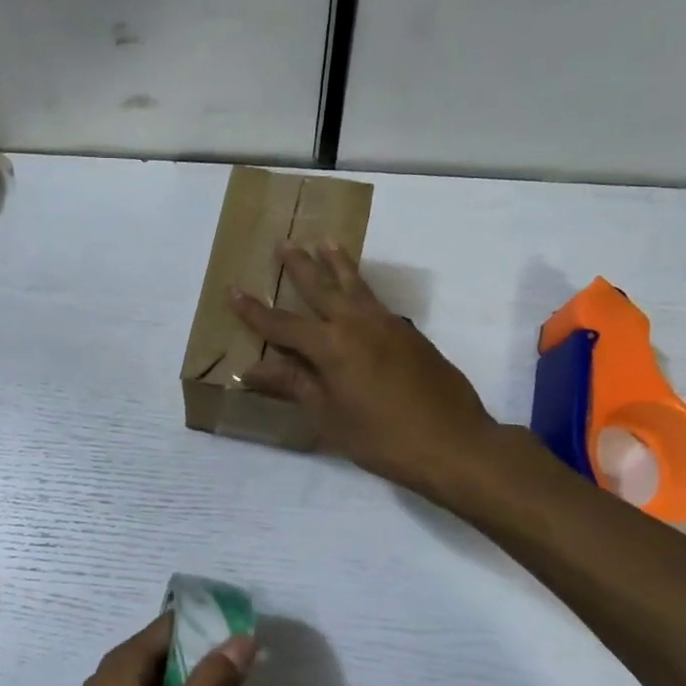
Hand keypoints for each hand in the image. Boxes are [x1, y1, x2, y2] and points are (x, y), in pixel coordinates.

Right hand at [230, 241, 495, 495]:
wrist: (452, 443)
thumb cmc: (381, 437)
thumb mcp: (329, 415)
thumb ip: (293, 385)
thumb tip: (251, 371)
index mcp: (332, 346)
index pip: (283, 325)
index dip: (255, 311)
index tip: (233, 290)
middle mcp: (358, 324)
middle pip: (323, 288)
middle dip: (300, 266)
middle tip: (284, 241)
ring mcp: (389, 325)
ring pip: (357, 285)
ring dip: (338, 264)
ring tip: (326, 242)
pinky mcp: (411, 335)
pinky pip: (377, 301)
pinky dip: (362, 288)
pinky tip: (360, 293)